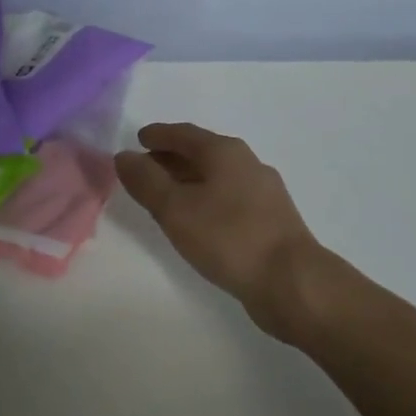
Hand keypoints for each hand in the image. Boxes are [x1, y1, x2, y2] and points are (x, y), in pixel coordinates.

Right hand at [115, 123, 322, 337]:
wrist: (291, 281)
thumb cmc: (228, 237)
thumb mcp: (175, 209)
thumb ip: (146, 181)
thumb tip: (124, 156)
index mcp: (225, 152)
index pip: (184, 134)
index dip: (158, 135)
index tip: (138, 139)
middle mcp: (247, 164)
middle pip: (202, 153)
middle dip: (171, 158)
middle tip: (144, 169)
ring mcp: (263, 193)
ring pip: (217, 177)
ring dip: (189, 181)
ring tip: (164, 197)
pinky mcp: (270, 220)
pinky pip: (228, 199)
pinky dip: (206, 200)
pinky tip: (197, 221)